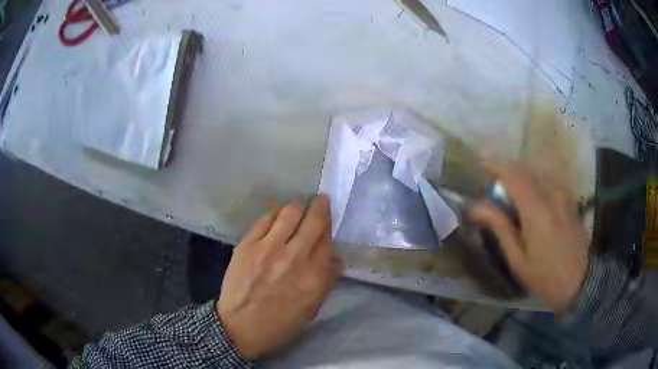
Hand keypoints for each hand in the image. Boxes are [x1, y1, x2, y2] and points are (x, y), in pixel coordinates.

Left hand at [217, 195, 342, 359]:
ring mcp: (268, 248)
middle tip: (321, 200)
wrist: (240, 327)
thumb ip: (327, 280)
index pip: (327, 238)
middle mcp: (294, 257)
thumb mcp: (312, 308)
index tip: (328, 219)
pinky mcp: (247, 245)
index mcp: (314, 276)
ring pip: (290, 212)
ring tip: (300, 206)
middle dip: (320, 205)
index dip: (329, 225)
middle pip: (313, 219)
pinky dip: (276, 214)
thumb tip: (336, 258)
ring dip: (299, 205)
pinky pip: (265, 219)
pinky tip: (278, 216)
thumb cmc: (280, 323)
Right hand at [470, 163, 589, 314]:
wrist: (581, 281)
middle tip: (495, 191)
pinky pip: (549, 182)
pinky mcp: (570, 200)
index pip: (513, 175)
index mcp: (536, 209)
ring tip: (513, 198)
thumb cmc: (545, 276)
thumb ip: (500, 227)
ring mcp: (563, 195)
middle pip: (525, 170)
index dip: (496, 167)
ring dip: (522, 179)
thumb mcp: (518, 259)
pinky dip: (536, 185)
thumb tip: (477, 207)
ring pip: (538, 174)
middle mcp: (551, 194)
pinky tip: (533, 203)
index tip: (481, 168)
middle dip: (507, 174)